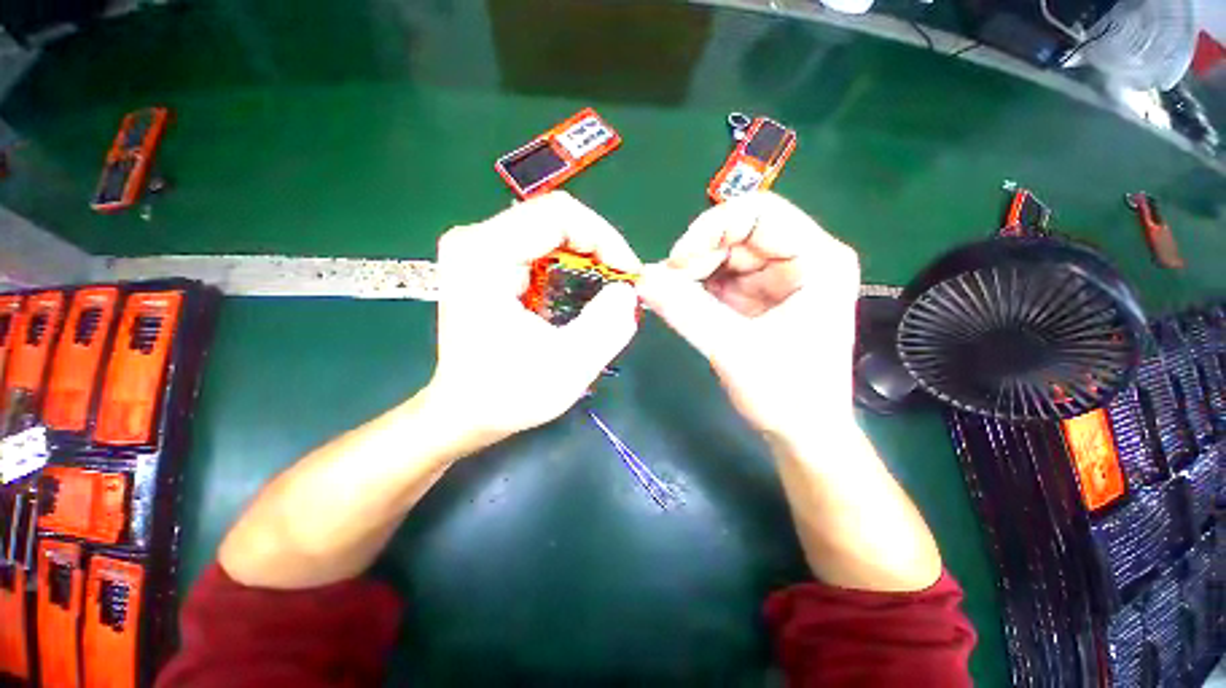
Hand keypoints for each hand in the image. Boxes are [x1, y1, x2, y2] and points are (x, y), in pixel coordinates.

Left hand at [428, 192, 640, 445]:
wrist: (464, 411)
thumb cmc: (508, 393)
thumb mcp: (568, 366)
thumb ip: (606, 326)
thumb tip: (627, 291)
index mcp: (485, 254)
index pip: (559, 215)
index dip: (605, 239)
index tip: (628, 275)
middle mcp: (476, 239)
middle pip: (555, 218)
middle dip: (599, 248)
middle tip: (622, 284)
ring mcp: (478, 248)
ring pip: (551, 230)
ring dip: (587, 256)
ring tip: (607, 289)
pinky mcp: (486, 262)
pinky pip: (540, 246)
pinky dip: (570, 264)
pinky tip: (582, 291)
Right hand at [636, 192, 859, 438]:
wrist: (803, 434)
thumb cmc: (786, 395)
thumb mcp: (734, 350)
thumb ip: (686, 311)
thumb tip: (642, 279)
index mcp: (817, 260)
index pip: (760, 212)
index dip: (712, 228)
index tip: (678, 262)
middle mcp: (800, 260)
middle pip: (737, 234)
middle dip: (697, 257)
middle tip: (666, 286)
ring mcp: (778, 279)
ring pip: (724, 256)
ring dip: (692, 273)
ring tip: (669, 298)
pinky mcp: (759, 298)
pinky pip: (721, 279)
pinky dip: (696, 288)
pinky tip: (680, 303)